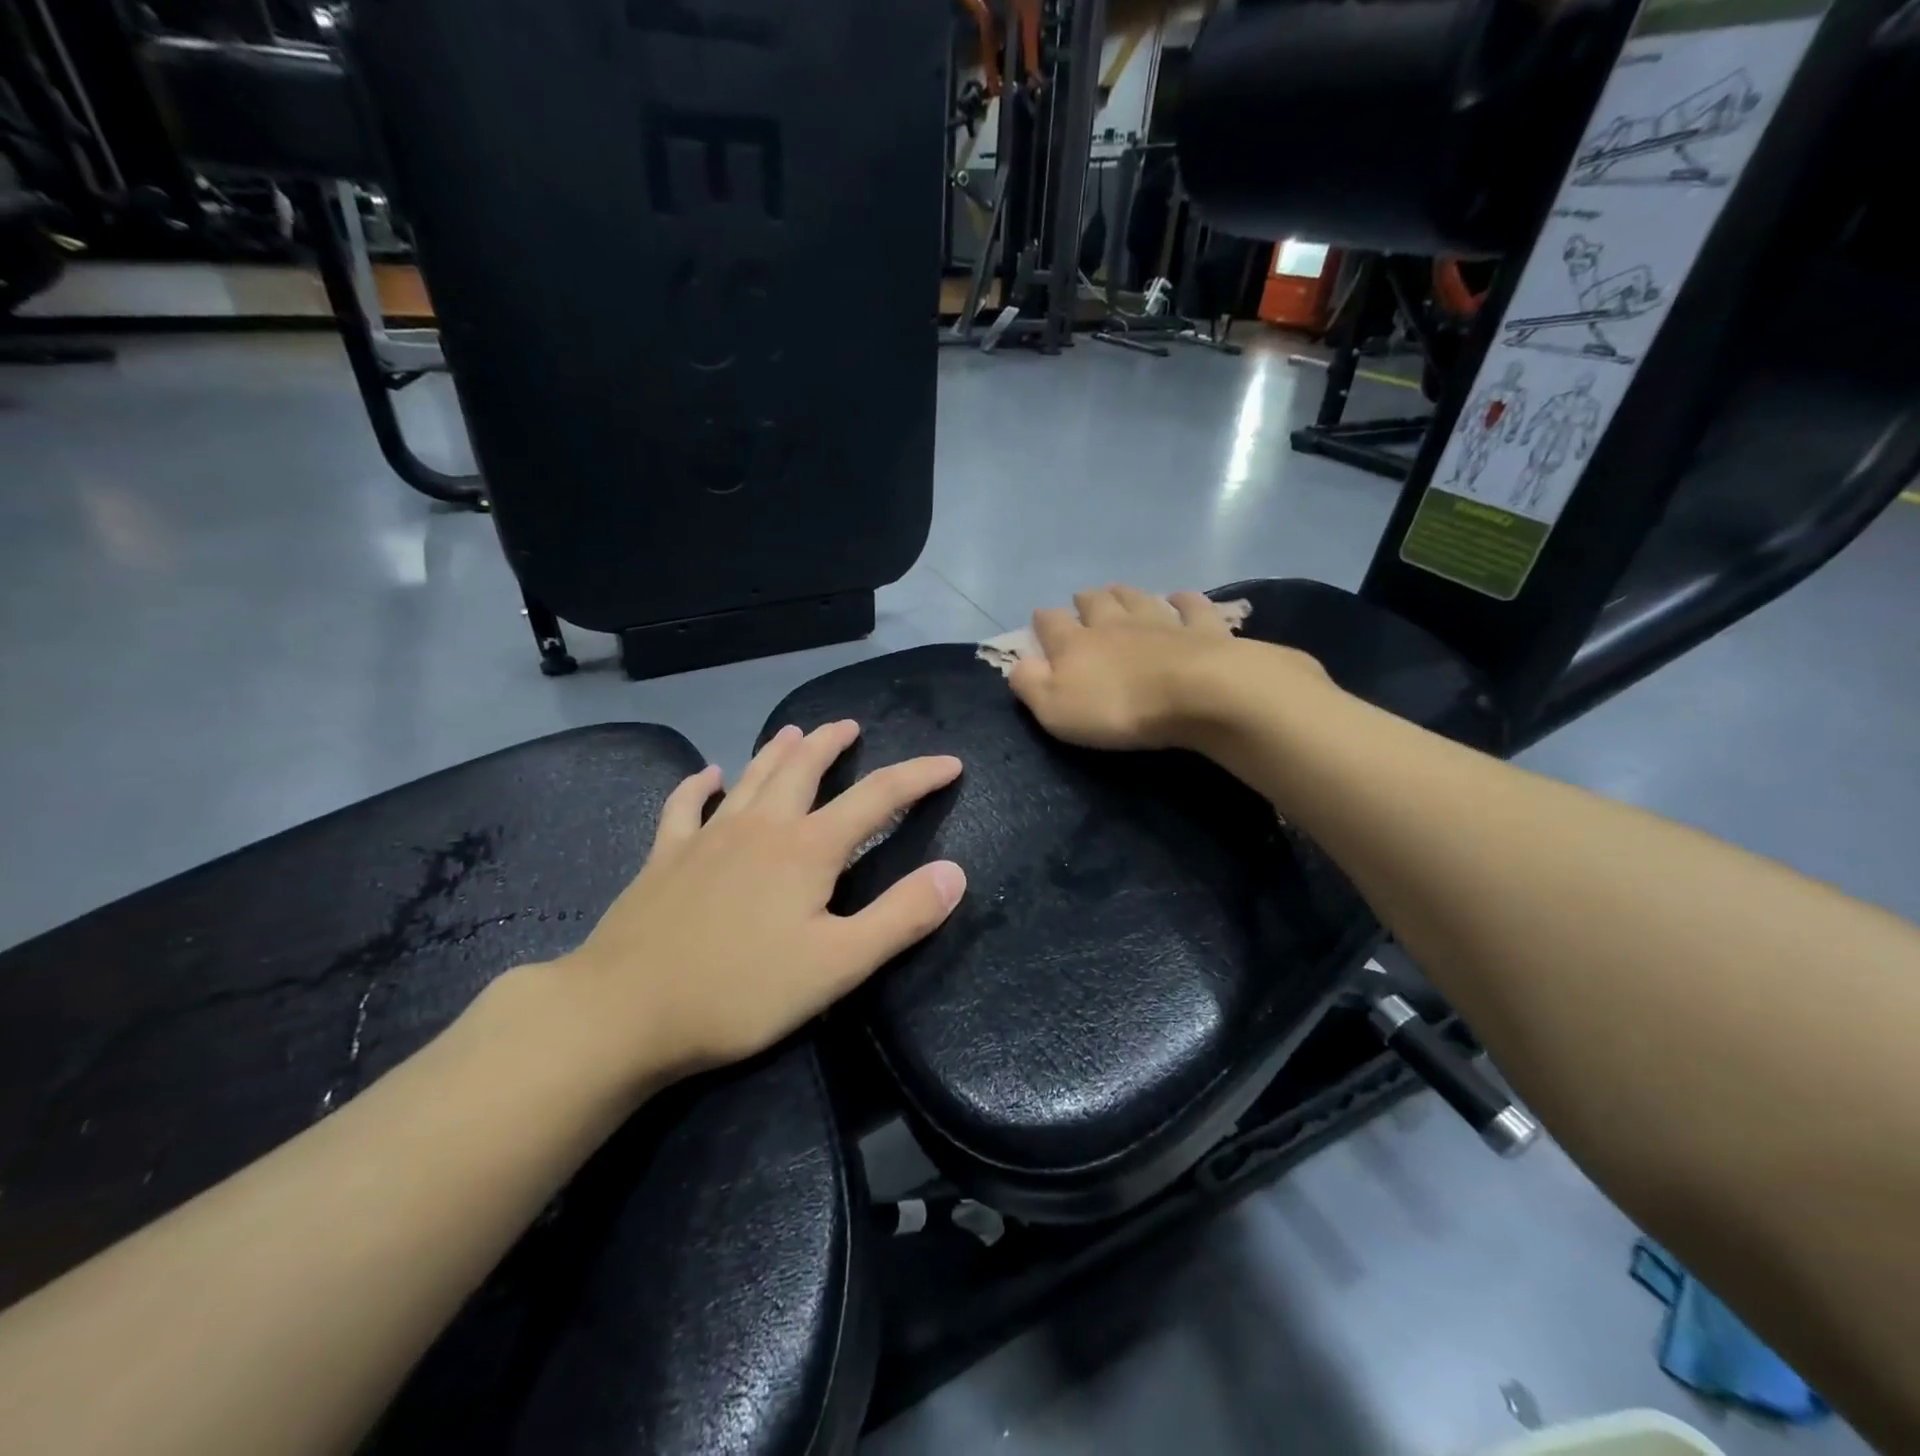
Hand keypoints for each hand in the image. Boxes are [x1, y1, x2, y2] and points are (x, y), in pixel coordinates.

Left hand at [545, 722, 965, 1087]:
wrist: (625, 1010)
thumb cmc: (741, 992)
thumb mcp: (838, 965)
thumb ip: (901, 917)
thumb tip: (955, 872)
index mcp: (808, 849)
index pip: (878, 796)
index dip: (919, 776)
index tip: (950, 763)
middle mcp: (761, 827)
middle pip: (804, 768)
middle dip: (832, 743)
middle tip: (850, 725)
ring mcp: (708, 837)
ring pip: (751, 777)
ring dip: (777, 751)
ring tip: (793, 731)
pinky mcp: (665, 857)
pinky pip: (684, 806)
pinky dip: (697, 784)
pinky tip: (704, 774)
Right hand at [1007, 585, 1252, 749]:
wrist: (1196, 694)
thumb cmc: (1117, 708)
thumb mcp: (1055, 708)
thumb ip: (1031, 684)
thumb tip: (1017, 664)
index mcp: (1076, 644)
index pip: (1051, 624)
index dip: (1042, 621)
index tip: (1040, 619)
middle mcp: (1115, 624)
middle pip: (1096, 603)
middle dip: (1085, 601)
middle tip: (1082, 599)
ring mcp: (1161, 622)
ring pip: (1138, 599)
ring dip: (1126, 594)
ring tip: (1118, 590)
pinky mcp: (1202, 629)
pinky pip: (1191, 607)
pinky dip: (1184, 601)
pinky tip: (1180, 598)